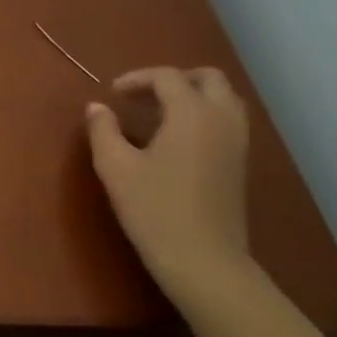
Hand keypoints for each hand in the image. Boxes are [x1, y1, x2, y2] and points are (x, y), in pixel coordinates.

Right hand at [85, 66, 250, 286]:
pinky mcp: (240, 164)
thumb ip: (103, 131)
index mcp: (192, 113)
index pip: (167, 77)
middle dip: (173, 80)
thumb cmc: (154, 209)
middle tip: (143, 96)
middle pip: (208, 79)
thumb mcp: (116, 168)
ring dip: (192, 96)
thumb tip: (96, 108)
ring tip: (158, 116)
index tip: (112, 94)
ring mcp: (237, 142)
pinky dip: (204, 116)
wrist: (203, 260)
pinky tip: (176, 141)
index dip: (137, 78)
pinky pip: (227, 122)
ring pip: (223, 99)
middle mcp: (222, 118)